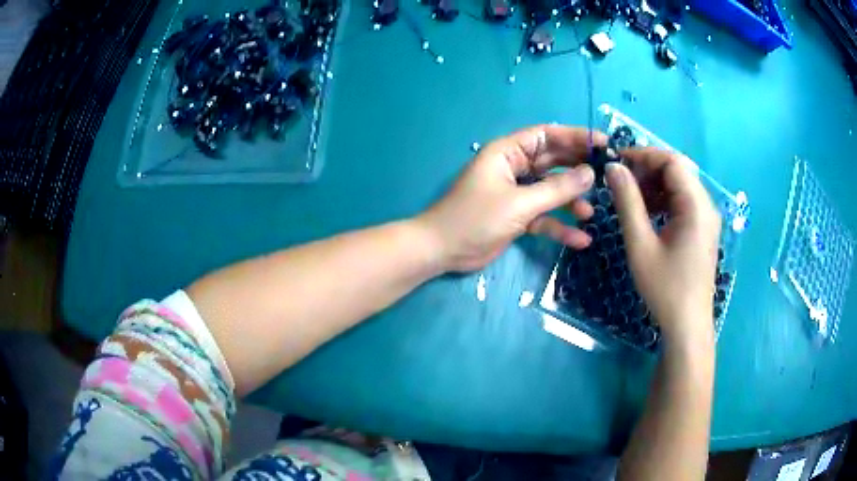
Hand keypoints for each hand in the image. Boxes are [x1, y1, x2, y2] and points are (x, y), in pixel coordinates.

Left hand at [418, 125, 606, 271]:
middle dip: (578, 169)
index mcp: (508, 153)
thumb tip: (589, 173)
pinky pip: (543, 216)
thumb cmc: (475, 218)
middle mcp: (514, 168)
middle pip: (553, 162)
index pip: (547, 136)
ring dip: (571, 200)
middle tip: (607, 176)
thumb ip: (556, 189)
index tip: (603, 143)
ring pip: (551, 190)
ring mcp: (516, 193)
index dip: (575, 136)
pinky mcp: (517, 216)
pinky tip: (580, 239)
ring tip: (592, 212)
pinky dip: (559, 226)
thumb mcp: (519, 203)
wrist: (442, 250)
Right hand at [606, 148, 720, 343]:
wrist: (687, 325)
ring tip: (631, 199)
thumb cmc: (665, 288)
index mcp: (696, 205)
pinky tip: (648, 214)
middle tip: (621, 182)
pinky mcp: (703, 229)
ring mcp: (707, 218)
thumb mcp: (641, 245)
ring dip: (655, 185)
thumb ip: (627, 202)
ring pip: (680, 185)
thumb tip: (613, 168)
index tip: (616, 163)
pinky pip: (683, 202)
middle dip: (648, 170)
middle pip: (678, 170)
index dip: (644, 155)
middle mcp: (706, 205)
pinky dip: (664, 200)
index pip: (672, 161)